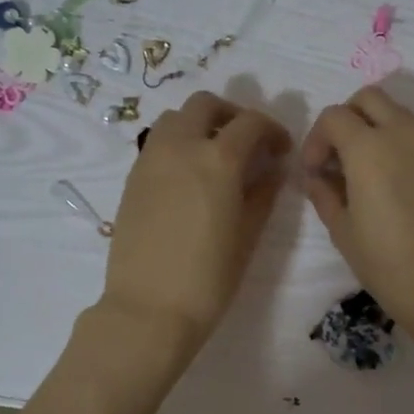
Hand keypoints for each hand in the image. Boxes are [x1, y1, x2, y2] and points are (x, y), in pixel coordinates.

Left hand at [101, 91, 291, 354]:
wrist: (149, 309)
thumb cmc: (209, 278)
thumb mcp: (248, 236)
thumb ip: (263, 194)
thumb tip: (272, 169)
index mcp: (218, 159)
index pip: (251, 123)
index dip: (272, 130)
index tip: (281, 151)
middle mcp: (181, 146)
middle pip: (206, 104)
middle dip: (232, 115)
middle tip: (247, 143)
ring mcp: (150, 159)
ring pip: (175, 118)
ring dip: (199, 124)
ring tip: (214, 155)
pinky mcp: (132, 177)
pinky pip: (157, 142)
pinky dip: (177, 143)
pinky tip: (189, 177)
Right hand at [300, 86, 413, 346]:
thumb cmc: (387, 264)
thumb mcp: (342, 231)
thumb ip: (323, 193)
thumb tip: (316, 176)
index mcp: (369, 148)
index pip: (334, 116)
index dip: (316, 139)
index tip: (314, 171)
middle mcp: (404, 133)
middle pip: (369, 98)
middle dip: (347, 119)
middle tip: (339, 158)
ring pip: (398, 114)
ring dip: (375, 130)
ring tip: (367, 174)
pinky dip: (401, 145)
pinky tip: (397, 186)